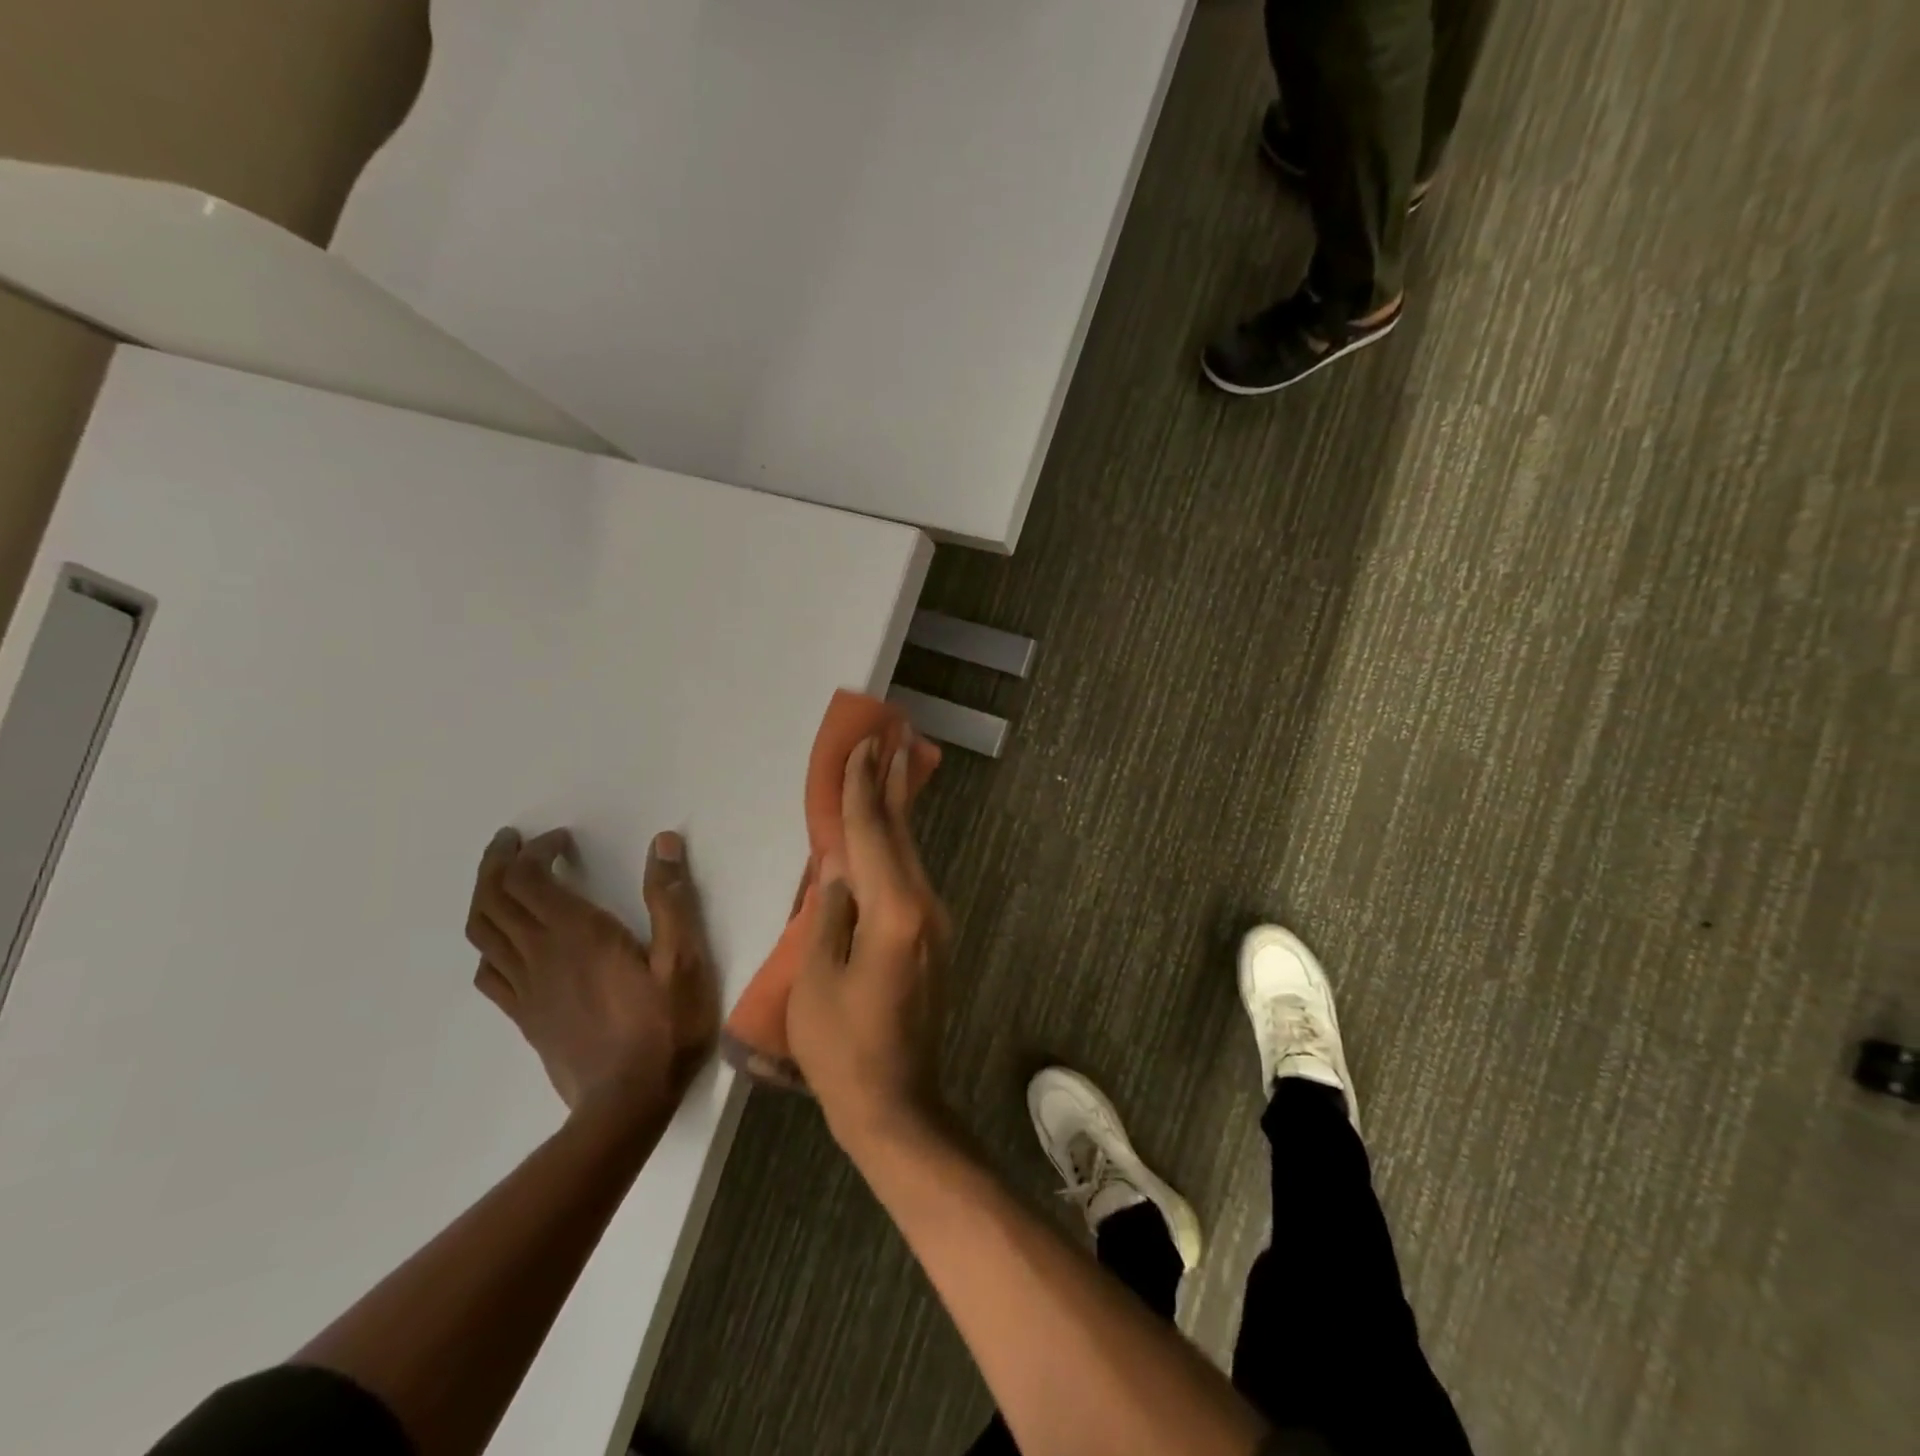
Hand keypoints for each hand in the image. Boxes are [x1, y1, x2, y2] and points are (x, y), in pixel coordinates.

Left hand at [465, 827, 718, 1117]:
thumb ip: (671, 900)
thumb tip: (663, 844)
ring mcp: (526, 988)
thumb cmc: (665, 1026)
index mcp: (577, 934)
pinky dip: (487, 943)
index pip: (529, 878)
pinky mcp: (524, 1016)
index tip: (561, 839)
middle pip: (493, 898)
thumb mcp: (683, 960)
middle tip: (512, 841)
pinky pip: (488, 972)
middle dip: (498, 862)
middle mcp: (541, 954)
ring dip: (484, 896)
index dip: (537, 850)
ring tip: (501, 878)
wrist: (627, 1103)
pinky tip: (506, 941)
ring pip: (482, 931)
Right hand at [787, 737, 951, 1150]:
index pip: (872, 835)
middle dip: (892, 784)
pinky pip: (911, 878)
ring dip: (897, 812)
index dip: (862, 788)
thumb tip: (839, 866)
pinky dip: (896, 848)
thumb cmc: (841, 1047)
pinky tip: (886, 835)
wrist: (894, 1103)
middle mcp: (925, 907)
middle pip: (902, 834)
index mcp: (894, 912)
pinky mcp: (932, 940)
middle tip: (890, 737)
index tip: (863, 746)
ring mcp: (935, 924)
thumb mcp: (816, 977)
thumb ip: (829, 913)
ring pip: (910, 854)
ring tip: (891, 769)